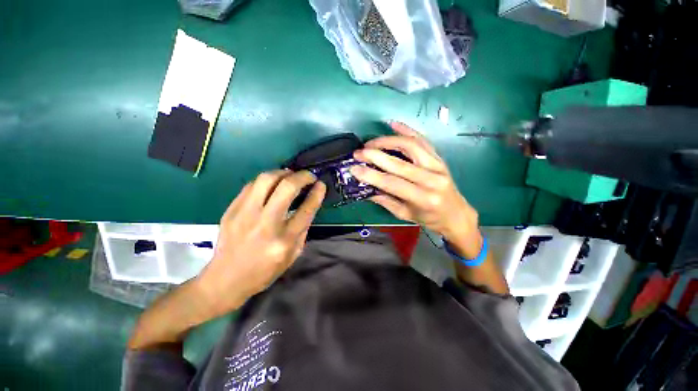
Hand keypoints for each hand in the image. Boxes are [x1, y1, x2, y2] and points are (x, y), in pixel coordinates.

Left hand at [195, 170, 325, 316]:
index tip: (321, 184)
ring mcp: (245, 215)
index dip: (317, 193)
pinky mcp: (231, 210)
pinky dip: (266, 180)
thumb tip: (308, 205)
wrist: (225, 279)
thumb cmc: (265, 271)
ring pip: (266, 180)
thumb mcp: (293, 255)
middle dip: (302, 176)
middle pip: (287, 188)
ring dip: (283, 173)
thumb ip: (303, 229)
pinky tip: (272, 183)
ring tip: (290, 175)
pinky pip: (251, 185)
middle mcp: (266, 224)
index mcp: (284, 240)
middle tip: (308, 176)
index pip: (306, 209)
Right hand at [350, 122, 481, 257]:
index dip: (371, 175)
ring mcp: (437, 165)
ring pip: (411, 146)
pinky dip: (407, 130)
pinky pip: (423, 140)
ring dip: (388, 141)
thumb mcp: (405, 214)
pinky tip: (393, 124)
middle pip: (399, 163)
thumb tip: (366, 187)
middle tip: (358, 152)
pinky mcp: (439, 158)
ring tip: (371, 142)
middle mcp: (432, 179)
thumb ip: (385, 200)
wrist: (456, 214)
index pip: (392, 183)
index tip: (354, 168)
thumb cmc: (430, 218)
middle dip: (375, 155)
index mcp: (423, 198)